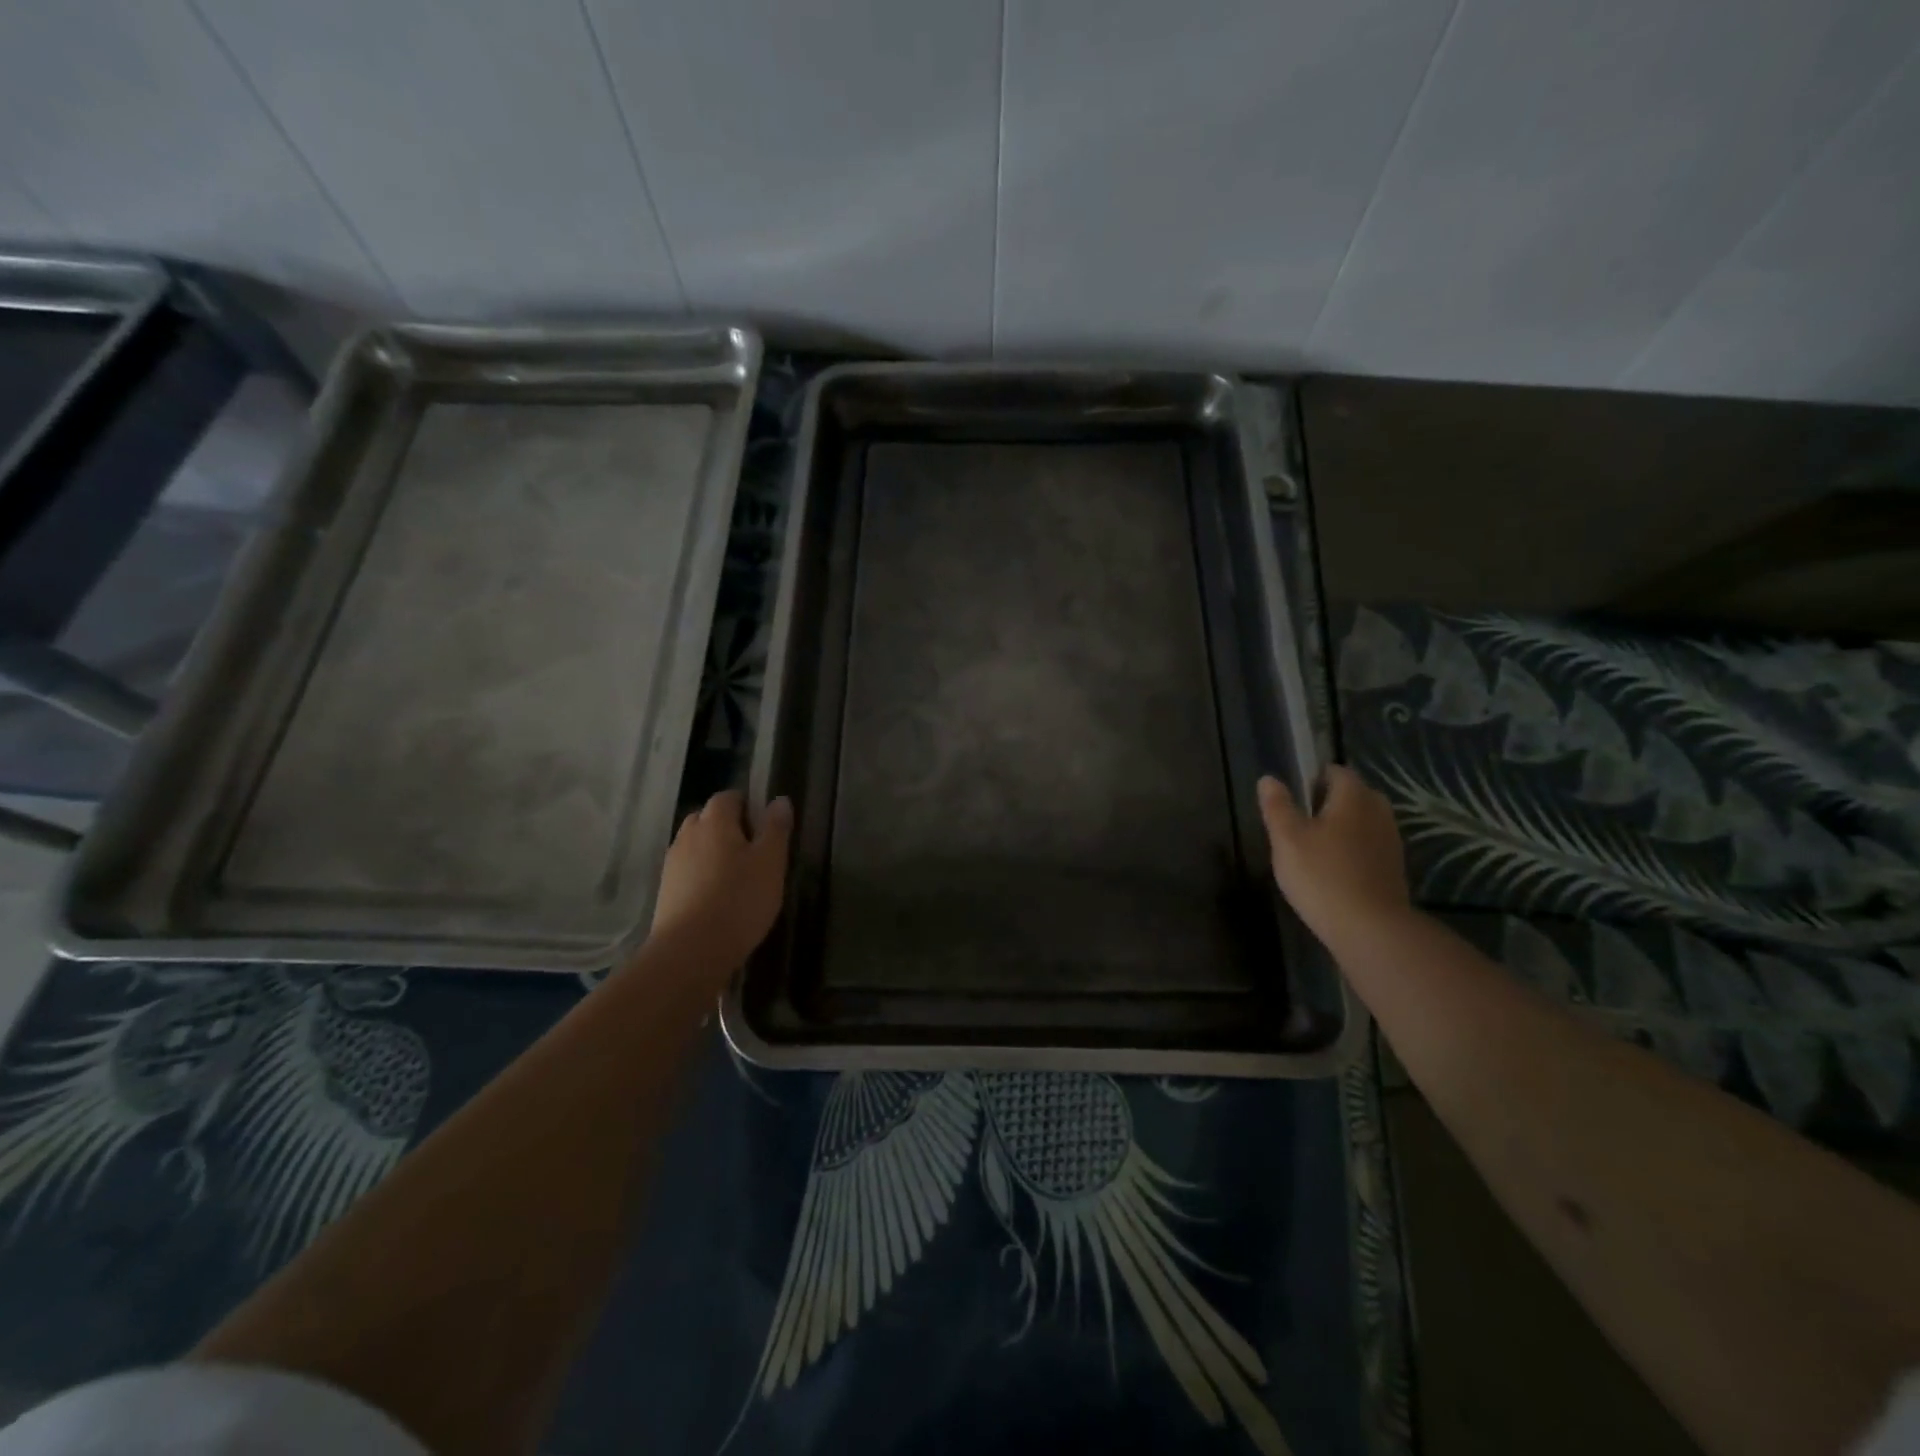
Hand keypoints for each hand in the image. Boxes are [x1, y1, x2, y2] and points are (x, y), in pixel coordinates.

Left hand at [650, 790, 792, 974]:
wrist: (690, 952)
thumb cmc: (739, 901)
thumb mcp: (770, 863)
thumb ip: (776, 829)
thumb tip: (779, 800)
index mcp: (715, 822)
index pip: (728, 797)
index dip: (747, 805)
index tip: (765, 826)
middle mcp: (688, 835)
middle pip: (707, 818)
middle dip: (728, 827)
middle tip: (753, 851)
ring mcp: (672, 864)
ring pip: (696, 845)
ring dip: (713, 852)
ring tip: (737, 876)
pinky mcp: (666, 891)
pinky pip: (687, 870)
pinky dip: (702, 874)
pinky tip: (717, 897)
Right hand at [1257, 766, 1410, 951]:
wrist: (1369, 928)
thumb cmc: (1322, 875)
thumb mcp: (1286, 839)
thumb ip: (1277, 806)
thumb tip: (1269, 779)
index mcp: (1353, 797)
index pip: (1337, 772)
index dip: (1315, 778)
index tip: (1294, 795)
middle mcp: (1379, 813)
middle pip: (1355, 795)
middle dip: (1331, 801)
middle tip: (1302, 819)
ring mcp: (1391, 842)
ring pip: (1365, 821)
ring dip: (1344, 826)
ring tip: (1316, 845)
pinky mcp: (1394, 869)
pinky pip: (1371, 846)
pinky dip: (1354, 849)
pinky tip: (1334, 868)